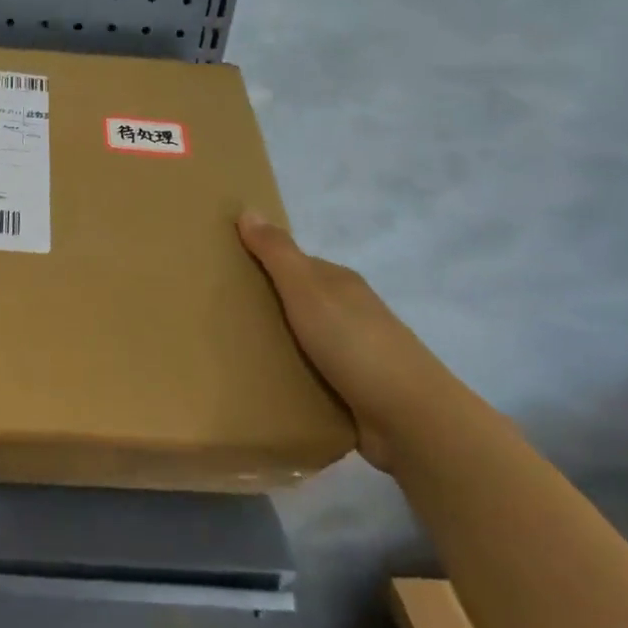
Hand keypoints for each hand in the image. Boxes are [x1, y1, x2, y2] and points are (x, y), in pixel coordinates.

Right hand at [237, 212, 455, 471]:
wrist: (411, 419)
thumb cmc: (354, 343)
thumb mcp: (307, 289)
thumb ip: (277, 253)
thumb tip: (248, 209)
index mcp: (339, 283)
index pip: (293, 264)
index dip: (260, 263)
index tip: (223, 272)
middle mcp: (348, 312)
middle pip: (297, 301)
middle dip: (264, 305)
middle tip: (217, 314)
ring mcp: (353, 353)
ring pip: (303, 339)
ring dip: (275, 343)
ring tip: (229, 351)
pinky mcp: (353, 391)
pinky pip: (311, 375)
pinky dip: (290, 375)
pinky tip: (264, 383)